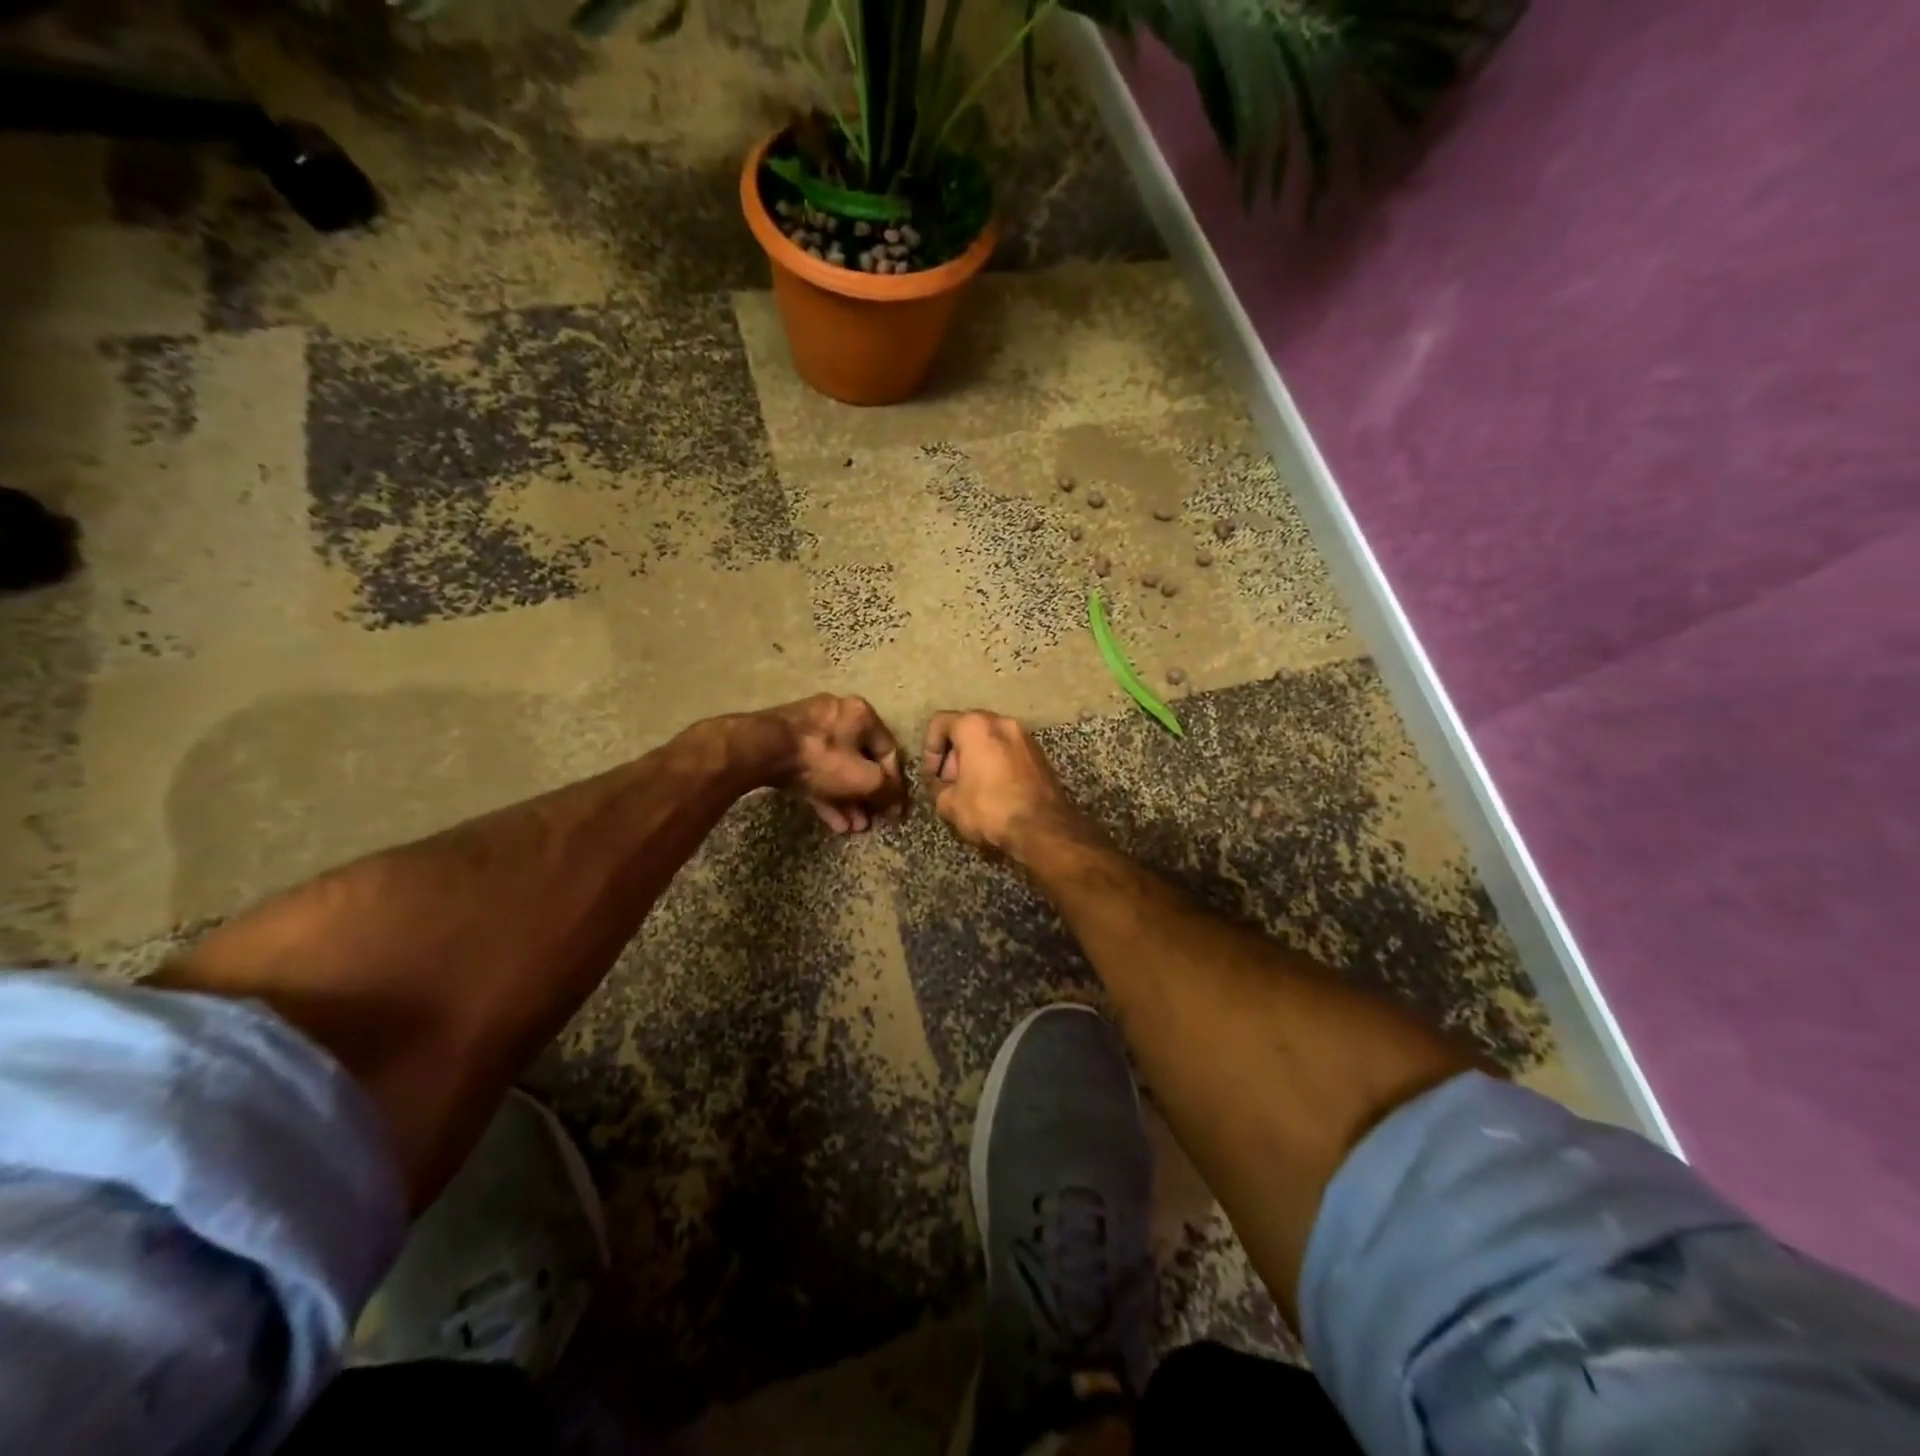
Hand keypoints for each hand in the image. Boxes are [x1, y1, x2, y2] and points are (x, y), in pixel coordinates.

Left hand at [763, 694, 905, 832]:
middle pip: (861, 761)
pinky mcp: (787, 744)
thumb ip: (887, 791)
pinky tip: (833, 821)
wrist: (762, 750)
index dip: (895, 784)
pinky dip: (826, 793)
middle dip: (867, 797)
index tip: (894, 810)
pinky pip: (815, 769)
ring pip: (837, 768)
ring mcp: (809, 728)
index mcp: (862, 714)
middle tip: (870, 821)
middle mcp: (838, 715)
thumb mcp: (864, 778)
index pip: (889, 751)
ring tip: (853, 828)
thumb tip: (898, 803)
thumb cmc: (822, 759)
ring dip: (848, 800)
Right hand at [921, 710, 1083, 857]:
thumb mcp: (950, 804)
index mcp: (975, 726)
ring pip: (990, 739)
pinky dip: (997, 764)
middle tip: (952, 782)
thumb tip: (942, 785)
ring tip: (973, 789)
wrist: (1043, 828)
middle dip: (954, 754)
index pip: (939, 723)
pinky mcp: (1041, 754)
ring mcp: (1026, 736)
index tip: (934, 775)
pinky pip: (1009, 751)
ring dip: (977, 759)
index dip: (929, 749)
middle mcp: (1002, 722)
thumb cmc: (990, 809)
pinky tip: (996, 792)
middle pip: (967, 728)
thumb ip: (938, 788)